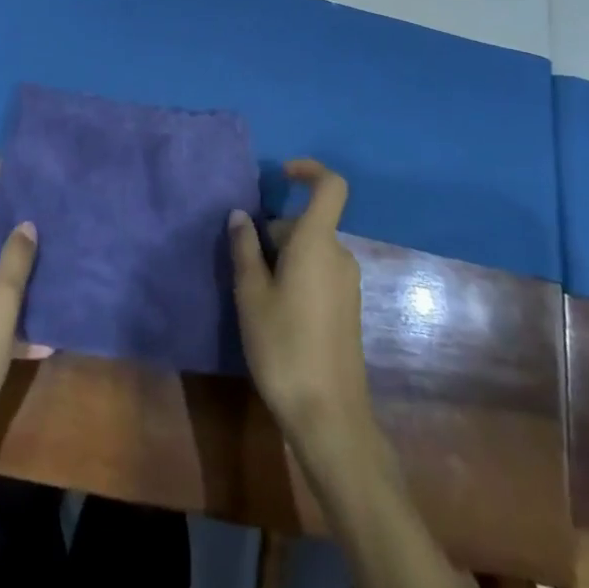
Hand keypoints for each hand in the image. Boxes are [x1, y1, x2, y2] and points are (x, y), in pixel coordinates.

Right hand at [228, 159, 371, 444]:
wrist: (329, 416)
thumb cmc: (284, 346)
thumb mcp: (251, 295)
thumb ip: (245, 249)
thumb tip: (240, 215)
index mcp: (317, 243)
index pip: (330, 186)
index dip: (309, 170)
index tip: (281, 175)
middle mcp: (339, 256)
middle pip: (308, 223)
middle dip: (275, 232)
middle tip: (244, 266)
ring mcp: (348, 284)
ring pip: (311, 250)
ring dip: (283, 258)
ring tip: (254, 294)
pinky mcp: (348, 309)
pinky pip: (320, 273)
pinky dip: (297, 276)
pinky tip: (275, 313)